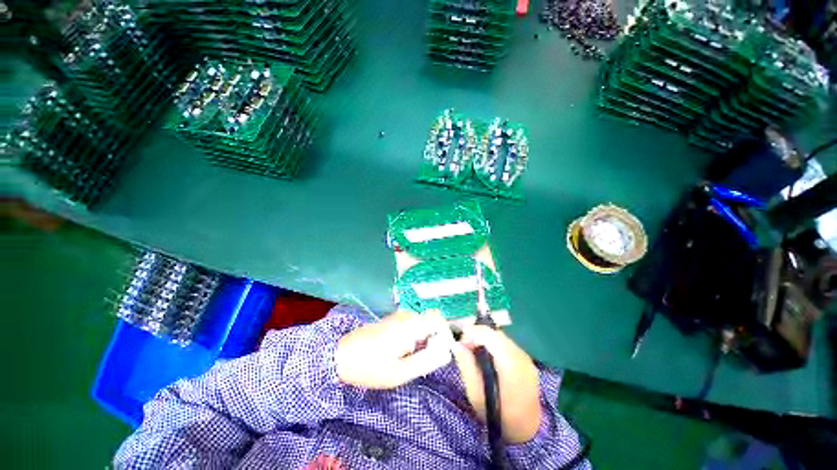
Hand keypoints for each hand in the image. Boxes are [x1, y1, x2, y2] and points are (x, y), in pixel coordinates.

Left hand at [335, 310, 453, 388]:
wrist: (341, 355)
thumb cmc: (370, 367)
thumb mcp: (400, 373)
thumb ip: (426, 361)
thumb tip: (445, 352)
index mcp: (410, 325)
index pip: (438, 320)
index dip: (444, 334)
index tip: (441, 351)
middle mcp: (406, 315)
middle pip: (431, 321)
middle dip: (433, 338)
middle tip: (424, 359)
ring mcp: (398, 316)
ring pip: (422, 322)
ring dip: (423, 338)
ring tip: (412, 357)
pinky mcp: (392, 319)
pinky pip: (412, 323)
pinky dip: (414, 335)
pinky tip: (403, 350)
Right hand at [452, 326, 540, 443]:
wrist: (527, 433)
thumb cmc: (498, 416)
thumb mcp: (476, 394)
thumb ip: (466, 365)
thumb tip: (456, 344)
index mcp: (509, 363)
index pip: (489, 335)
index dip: (472, 333)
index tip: (461, 343)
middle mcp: (521, 356)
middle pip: (496, 334)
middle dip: (478, 335)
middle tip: (466, 348)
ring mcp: (527, 358)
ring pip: (502, 337)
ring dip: (487, 340)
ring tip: (476, 353)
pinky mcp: (528, 361)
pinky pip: (508, 345)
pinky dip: (496, 345)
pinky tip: (489, 359)